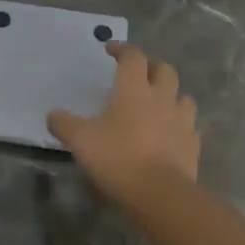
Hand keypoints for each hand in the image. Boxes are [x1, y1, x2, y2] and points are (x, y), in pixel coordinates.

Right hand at [47, 42, 199, 204]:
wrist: (160, 194)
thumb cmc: (118, 159)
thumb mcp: (81, 141)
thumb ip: (64, 125)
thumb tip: (52, 115)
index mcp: (134, 90)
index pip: (133, 57)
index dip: (122, 49)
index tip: (111, 50)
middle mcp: (162, 98)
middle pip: (164, 70)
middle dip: (151, 66)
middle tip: (139, 73)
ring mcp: (182, 121)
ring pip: (183, 96)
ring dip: (171, 94)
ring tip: (159, 103)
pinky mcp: (193, 144)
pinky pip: (190, 126)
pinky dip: (180, 125)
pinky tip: (171, 134)